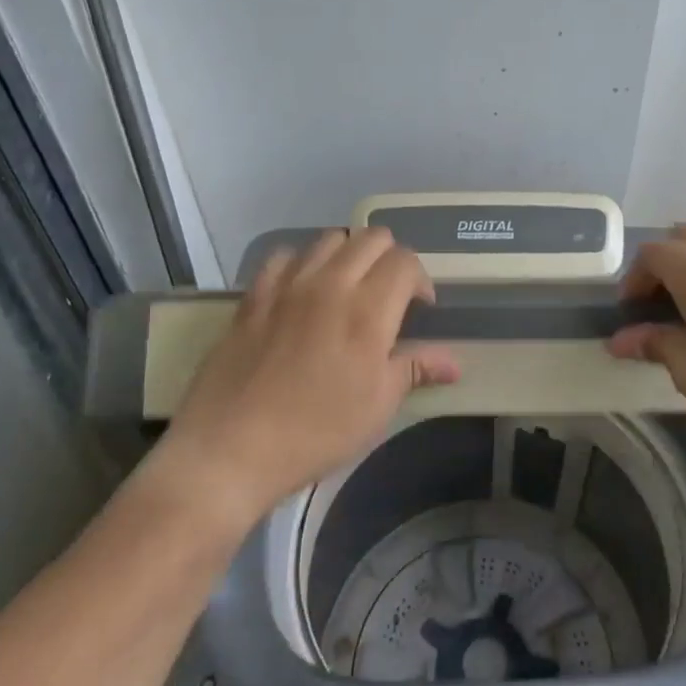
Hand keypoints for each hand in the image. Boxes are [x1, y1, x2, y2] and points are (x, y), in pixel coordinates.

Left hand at [151, 230, 460, 525]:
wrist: (231, 448)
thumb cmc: (317, 431)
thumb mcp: (377, 406)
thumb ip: (415, 369)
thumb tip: (454, 362)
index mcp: (369, 310)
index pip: (406, 262)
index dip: (420, 279)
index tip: (420, 308)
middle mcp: (331, 284)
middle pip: (372, 238)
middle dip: (390, 258)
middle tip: (389, 294)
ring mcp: (288, 286)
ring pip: (329, 239)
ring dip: (348, 255)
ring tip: (348, 288)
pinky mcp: (254, 296)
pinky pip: (284, 256)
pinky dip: (302, 262)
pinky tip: (302, 290)